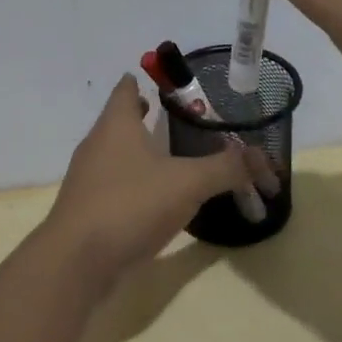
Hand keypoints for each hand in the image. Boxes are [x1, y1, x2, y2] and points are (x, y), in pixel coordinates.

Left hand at [43, 76, 253, 288]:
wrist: (76, 261)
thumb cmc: (130, 205)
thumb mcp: (187, 183)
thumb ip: (226, 168)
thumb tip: (264, 159)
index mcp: (116, 125)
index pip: (126, 89)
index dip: (143, 80)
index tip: (166, 82)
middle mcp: (97, 144)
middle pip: (120, 120)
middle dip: (144, 116)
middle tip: (179, 119)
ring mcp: (87, 178)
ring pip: (116, 153)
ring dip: (139, 151)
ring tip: (171, 156)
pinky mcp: (87, 209)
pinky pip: (113, 185)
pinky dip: (133, 183)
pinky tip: (154, 198)